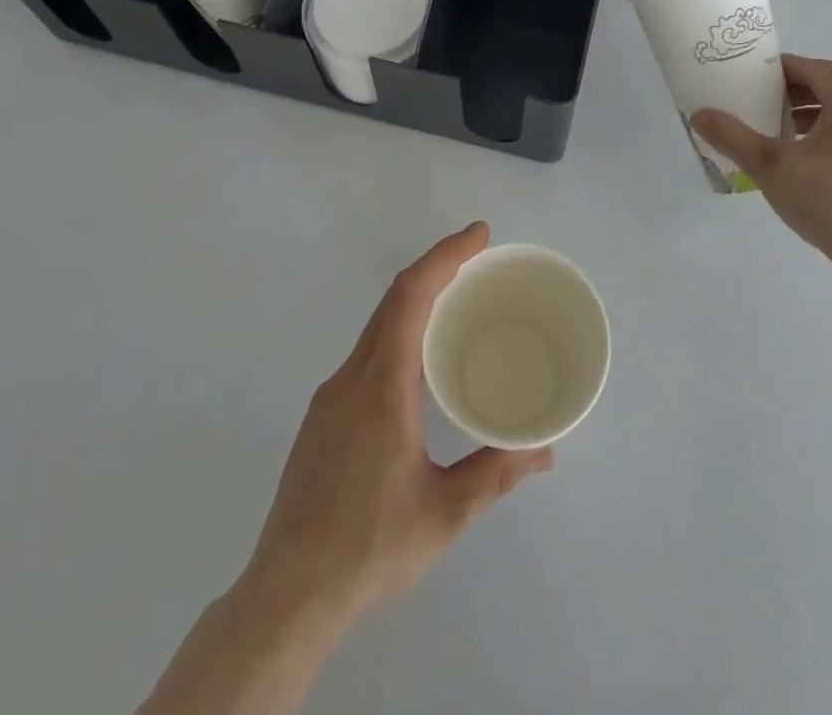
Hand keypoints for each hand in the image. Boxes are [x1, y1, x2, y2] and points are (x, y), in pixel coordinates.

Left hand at [241, 222, 553, 627]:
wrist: (286, 595)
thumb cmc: (369, 548)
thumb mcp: (444, 513)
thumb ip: (496, 474)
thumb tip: (545, 450)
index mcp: (381, 387)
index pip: (411, 296)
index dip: (445, 256)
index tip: (479, 235)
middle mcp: (351, 377)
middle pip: (393, 300)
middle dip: (436, 267)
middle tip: (479, 259)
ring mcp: (330, 396)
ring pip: (377, 325)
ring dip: (416, 300)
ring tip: (457, 303)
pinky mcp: (322, 416)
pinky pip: (366, 352)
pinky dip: (398, 331)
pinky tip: (418, 361)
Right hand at [692, 55, 831, 290]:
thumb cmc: (830, 201)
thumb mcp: (771, 166)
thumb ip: (733, 137)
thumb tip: (699, 115)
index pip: (815, 68)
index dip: (783, 68)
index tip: (754, 76)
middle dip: (797, 93)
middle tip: (763, 104)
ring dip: (815, 116)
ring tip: (783, 133)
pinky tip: (811, 164)